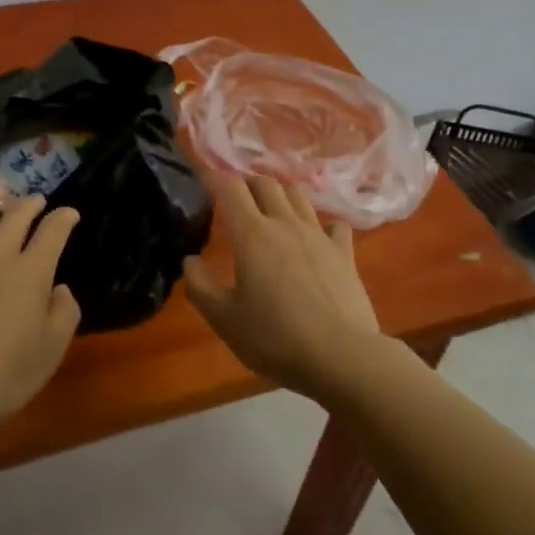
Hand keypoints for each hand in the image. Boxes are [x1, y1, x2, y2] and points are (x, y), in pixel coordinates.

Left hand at [0, 182, 81, 437]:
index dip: (64, 217)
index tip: (69, 214)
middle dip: (30, 202)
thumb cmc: (3, 375)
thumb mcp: (51, 351)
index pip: (54, 230)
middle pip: (16, 214)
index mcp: (32, 271)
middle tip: (35, 200)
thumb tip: (59, 289)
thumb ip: (64, 313)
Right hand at [183, 171, 385, 401]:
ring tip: (270, 206)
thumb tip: (190, 260)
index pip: (229, 188)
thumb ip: (200, 286)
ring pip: (297, 195)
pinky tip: (316, 236)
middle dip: (246, 182)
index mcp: (252, 235)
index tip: (202, 178)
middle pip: (265, 183)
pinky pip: (333, 224)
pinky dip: (320, 223)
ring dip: (279, 193)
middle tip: (234, 196)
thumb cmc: (275, 338)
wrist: (341, 356)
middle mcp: (285, 224)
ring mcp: (319, 235)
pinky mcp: (344, 253)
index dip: (213, 178)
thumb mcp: (224, 319)